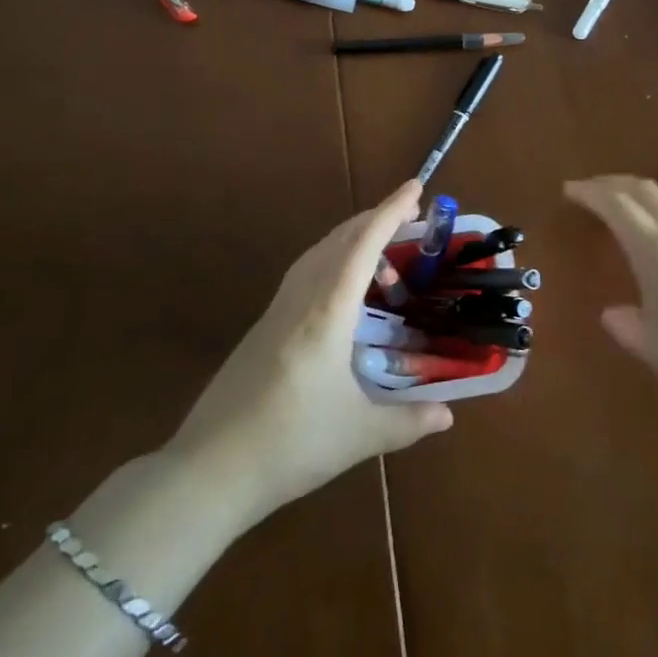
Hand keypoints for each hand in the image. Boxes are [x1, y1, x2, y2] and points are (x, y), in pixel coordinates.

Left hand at [168, 180, 452, 527]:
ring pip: (318, 252)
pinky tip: (342, 289)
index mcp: (327, 312)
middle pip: (339, 239)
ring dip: (351, 238)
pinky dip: (332, 259)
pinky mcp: (263, 326)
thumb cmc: (289, 445)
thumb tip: (448, 414)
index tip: (415, 186)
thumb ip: (408, 421)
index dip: (391, 212)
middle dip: (375, 219)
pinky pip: (304, 271)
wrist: (209, 470)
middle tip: (411, 216)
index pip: (363, 245)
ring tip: (381, 251)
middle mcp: (301, 298)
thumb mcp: (359, 434)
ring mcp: (277, 310)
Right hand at [566, 174, 657, 411]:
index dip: (590, 192)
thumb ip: (627, 325)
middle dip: (614, 183)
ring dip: (640, 194)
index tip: (569, 189)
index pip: (616, 205)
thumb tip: (612, 314)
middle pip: (644, 190)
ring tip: (623, 206)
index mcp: (654, 248)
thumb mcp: (652, 345)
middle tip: (592, 189)